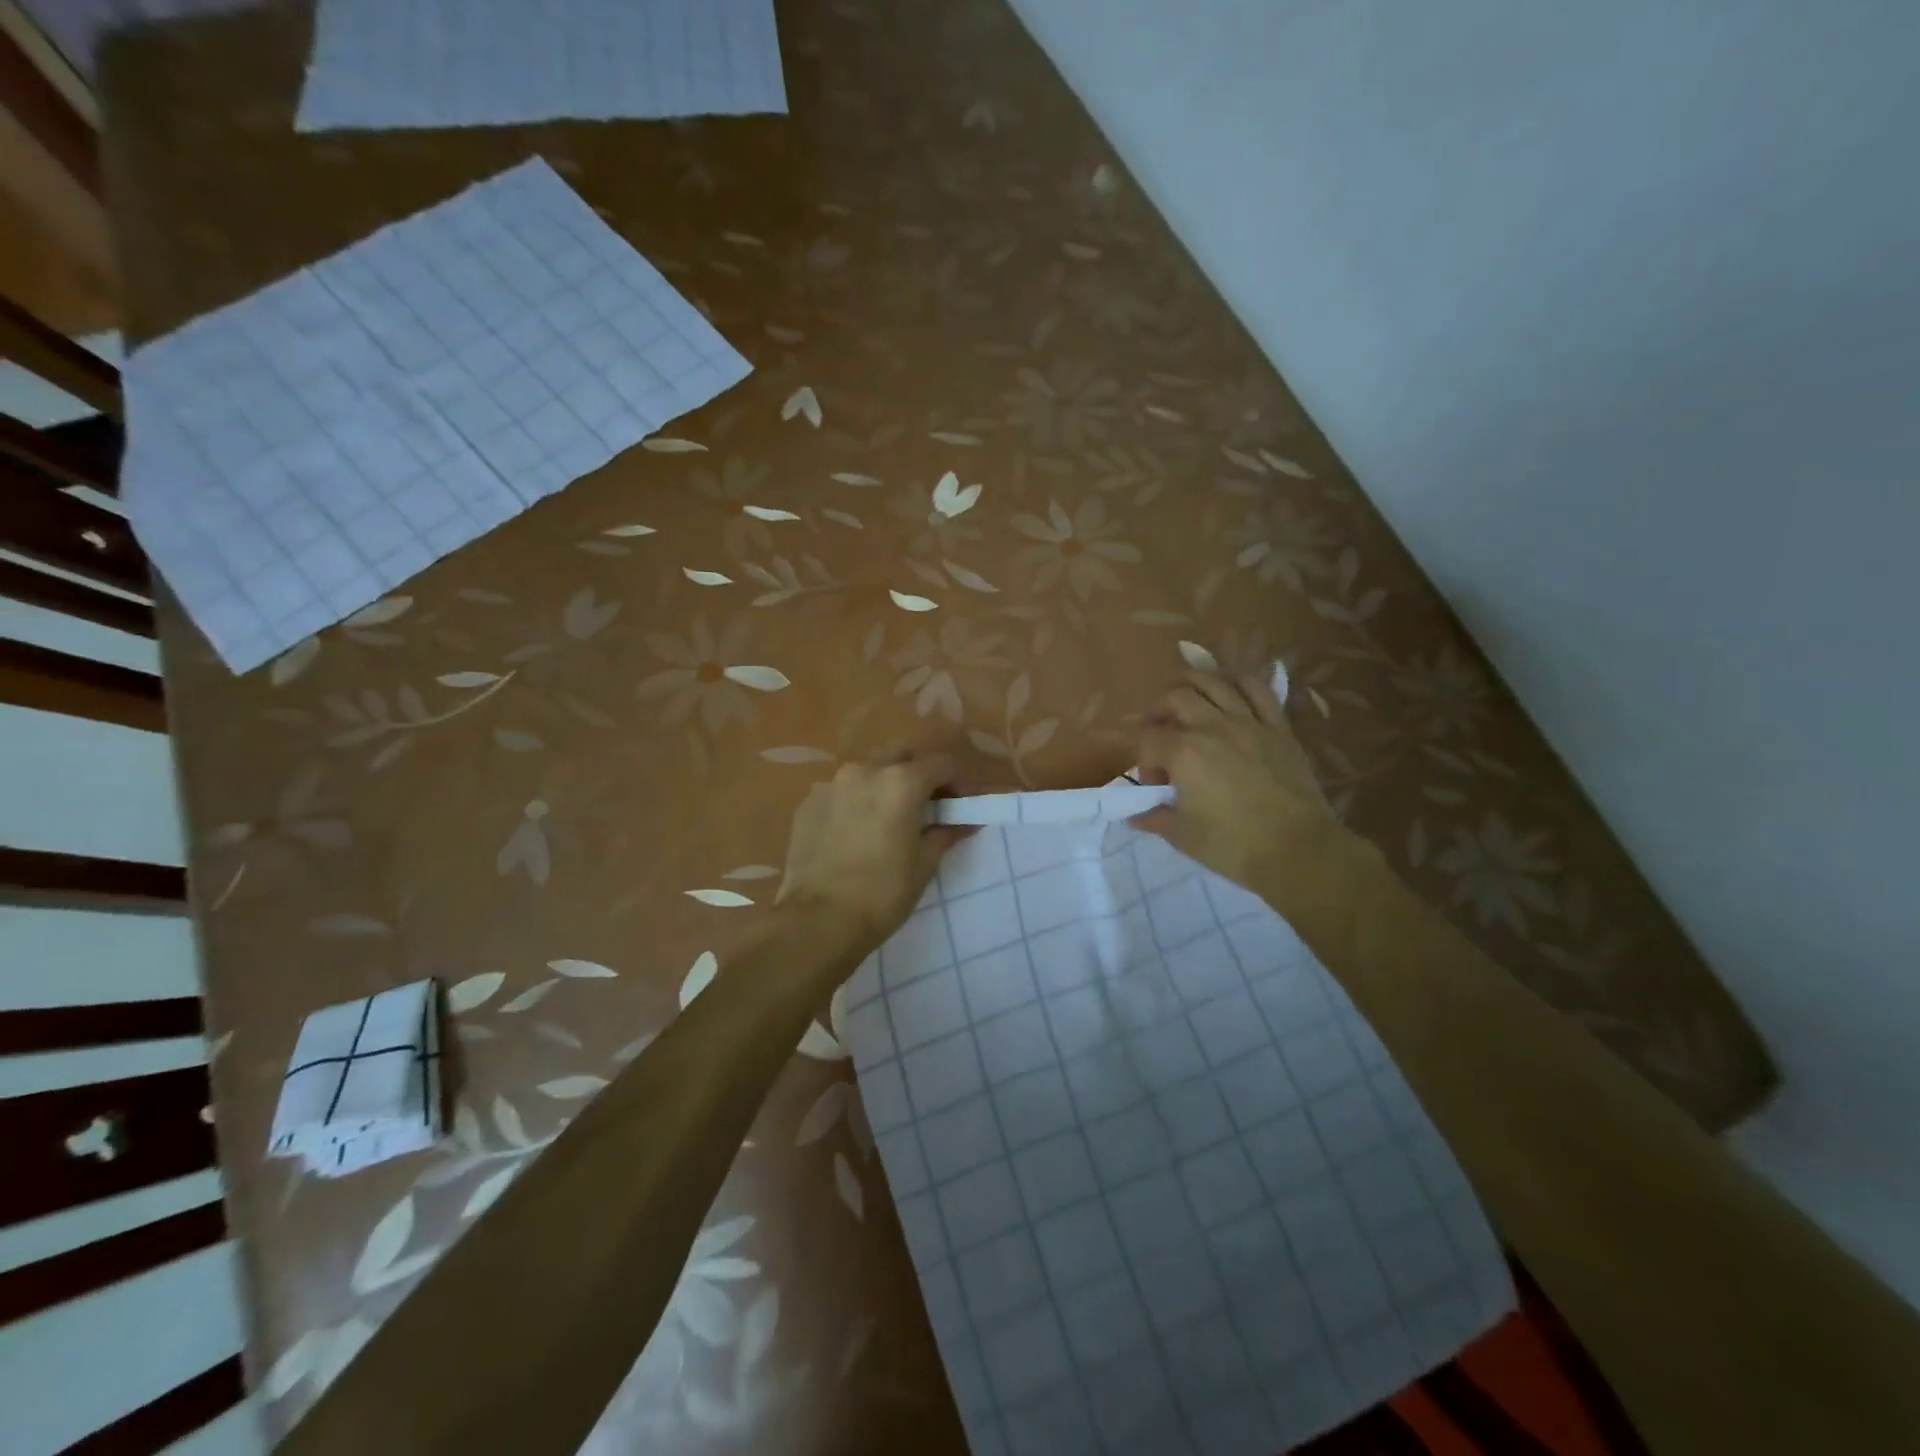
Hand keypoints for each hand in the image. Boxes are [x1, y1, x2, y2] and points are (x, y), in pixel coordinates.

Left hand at [776, 750, 971, 946]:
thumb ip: (946, 833)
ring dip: (883, 784)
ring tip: (885, 819)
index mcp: (901, 781)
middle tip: (922, 806)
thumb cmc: (882, 894)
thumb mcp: (924, 865)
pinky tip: (853, 833)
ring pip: (867, 769)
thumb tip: (968, 821)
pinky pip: (840, 791)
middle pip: (901, 754)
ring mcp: (832, 783)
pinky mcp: (808, 801)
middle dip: (916, 772)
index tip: (955, 806)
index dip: (954, 782)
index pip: (941, 763)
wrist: (818, 920)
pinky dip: (854, 801)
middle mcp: (866, 769)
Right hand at [1132, 671, 1344, 891]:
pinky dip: (1238, 682)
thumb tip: (1134, 815)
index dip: (1144, 761)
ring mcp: (1248, 722)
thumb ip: (1154, 818)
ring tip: (1185, 700)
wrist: (1297, 849)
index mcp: (1183, 752)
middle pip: (1175, 698)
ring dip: (1191, 685)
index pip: (1148, 739)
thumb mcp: (1182, 835)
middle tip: (1159, 734)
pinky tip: (1229, 688)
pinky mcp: (1278, 727)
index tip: (1156, 787)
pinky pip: (1257, 690)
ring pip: (1213, 683)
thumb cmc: (1233, 844)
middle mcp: (1211, 726)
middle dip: (1158, 712)